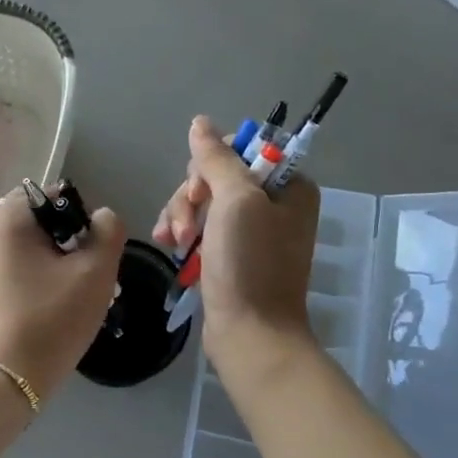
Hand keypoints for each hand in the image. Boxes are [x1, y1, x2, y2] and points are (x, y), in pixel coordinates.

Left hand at [0, 186, 127, 399]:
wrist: (5, 381)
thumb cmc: (51, 319)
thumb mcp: (95, 272)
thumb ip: (107, 232)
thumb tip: (102, 217)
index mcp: (5, 220)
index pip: (50, 196)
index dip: (79, 217)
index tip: (91, 251)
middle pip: (36, 223)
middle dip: (66, 243)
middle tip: (87, 276)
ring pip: (24, 249)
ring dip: (51, 263)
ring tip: (71, 297)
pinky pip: (9, 271)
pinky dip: (31, 280)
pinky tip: (47, 310)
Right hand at [153, 117, 318, 369]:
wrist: (250, 335)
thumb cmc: (250, 264)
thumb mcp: (236, 201)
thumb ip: (217, 158)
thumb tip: (200, 122)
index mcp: (288, 187)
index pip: (240, 151)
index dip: (211, 166)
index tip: (200, 191)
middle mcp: (273, 205)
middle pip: (215, 176)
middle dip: (192, 197)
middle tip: (187, 226)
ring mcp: (250, 231)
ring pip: (202, 202)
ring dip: (182, 217)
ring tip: (174, 243)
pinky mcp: (230, 254)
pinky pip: (200, 227)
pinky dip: (183, 234)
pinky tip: (169, 247)